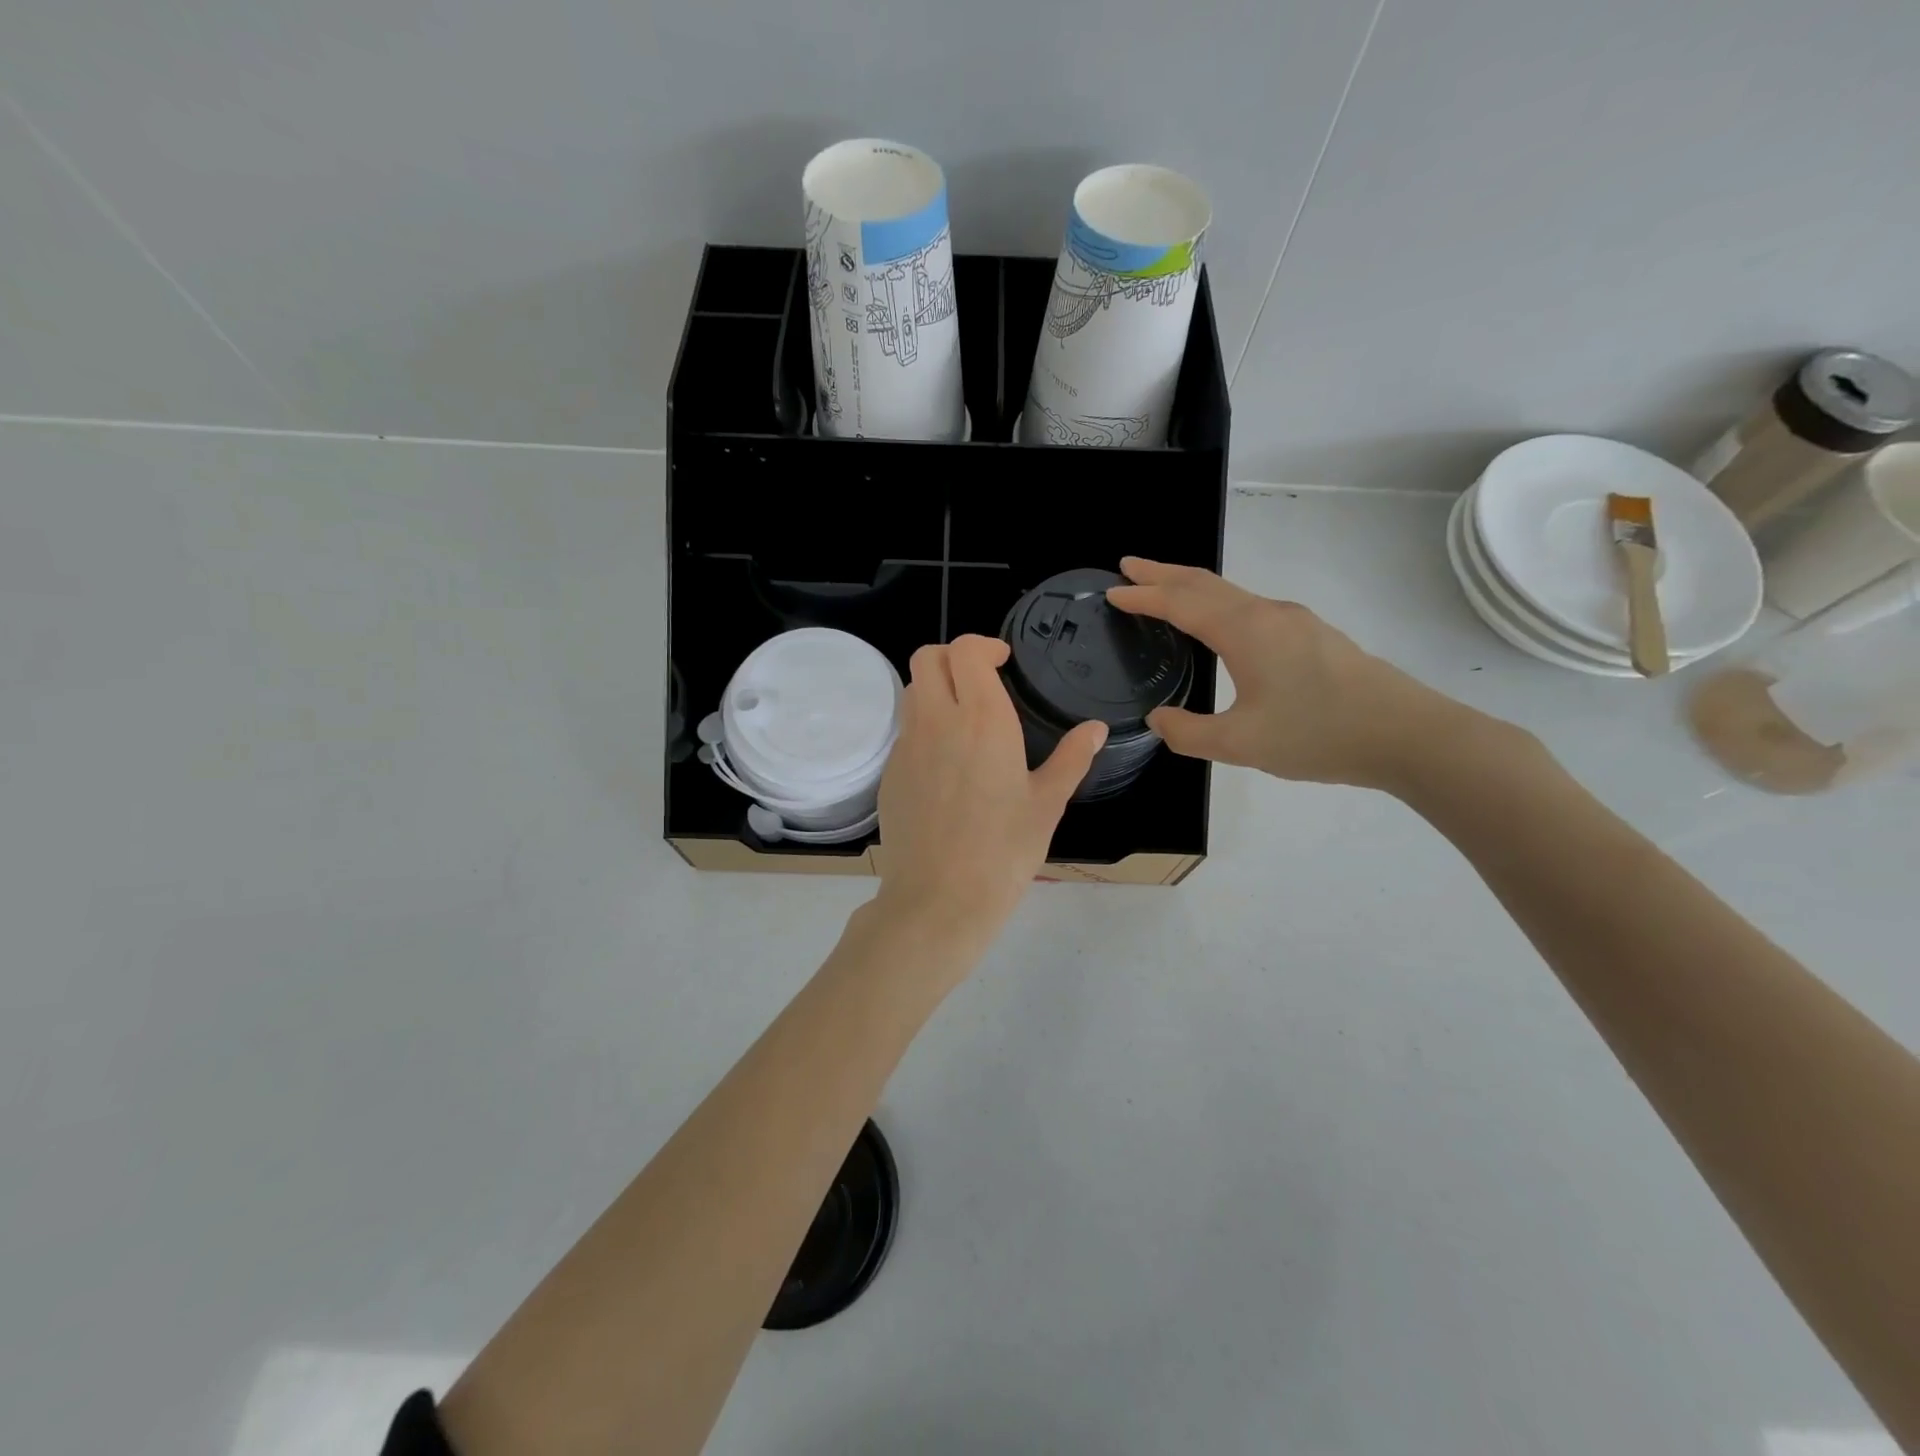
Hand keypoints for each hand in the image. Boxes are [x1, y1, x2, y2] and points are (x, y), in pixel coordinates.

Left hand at [874, 635, 1106, 948]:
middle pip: (927, 657)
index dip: (983, 646)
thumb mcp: (1047, 804)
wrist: (938, 899)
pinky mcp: (889, 773)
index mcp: (982, 719)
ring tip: (964, 718)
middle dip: (953, 656)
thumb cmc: (1003, 852)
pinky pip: (904, 730)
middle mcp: (937, 721)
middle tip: (980, 680)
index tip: (1003, 662)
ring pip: (912, 691)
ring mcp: (907, 746)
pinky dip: (924, 726)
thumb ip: (1071, 759)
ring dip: (936, 687)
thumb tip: (1095, 728)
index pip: (966, 650)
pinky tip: (947, 763)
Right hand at [1106, 557, 1458, 790]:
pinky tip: (1217, 624)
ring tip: (1164, 590)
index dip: (1143, 595)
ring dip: (1191, 587)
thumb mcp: (1240, 744)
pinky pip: (1248, 608)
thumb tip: (1159, 719)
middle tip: (1129, 566)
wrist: (1407, 734)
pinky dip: (1216, 604)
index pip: (1181, 603)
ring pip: (1230, 593)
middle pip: (1205, 583)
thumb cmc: (1318, 734)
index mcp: (1245, 631)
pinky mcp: (1312, 636)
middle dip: (1163, 573)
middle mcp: (1267, 614)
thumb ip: (1188, 732)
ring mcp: (1294, 622)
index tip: (1113, 590)